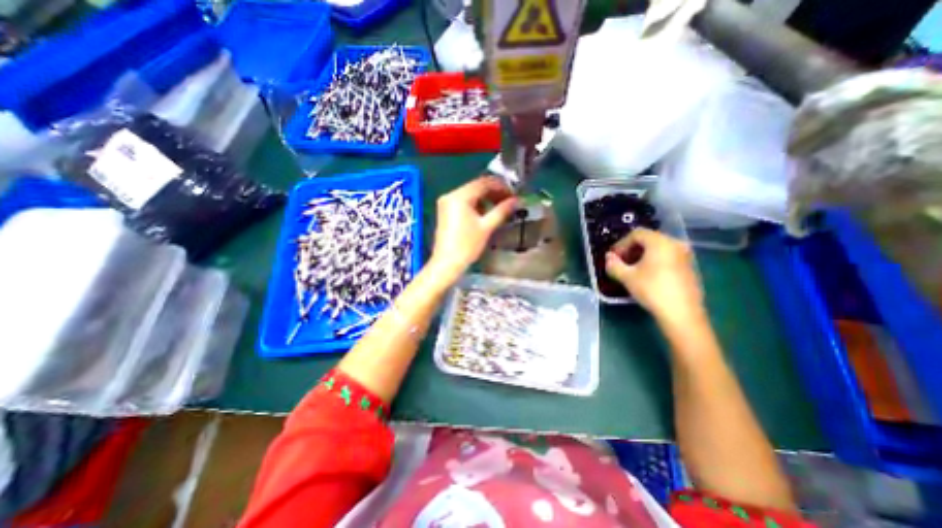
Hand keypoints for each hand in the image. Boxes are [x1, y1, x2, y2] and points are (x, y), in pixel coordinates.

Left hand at [427, 176, 513, 283]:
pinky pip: (464, 202)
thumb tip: (516, 200)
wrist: (447, 263)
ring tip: (500, 207)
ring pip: (470, 195)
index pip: (483, 183)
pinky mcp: (446, 212)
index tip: (513, 193)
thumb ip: (502, 211)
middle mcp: (450, 195)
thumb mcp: (486, 227)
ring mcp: (446, 203)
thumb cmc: (467, 246)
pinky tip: (486, 213)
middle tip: (509, 200)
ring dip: (486, 199)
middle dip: (493, 192)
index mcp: (459, 196)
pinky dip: (476, 205)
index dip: (500, 186)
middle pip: (476, 187)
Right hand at [608, 229, 702, 325]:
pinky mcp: (689, 268)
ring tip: (631, 270)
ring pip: (658, 249)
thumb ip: (614, 264)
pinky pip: (667, 257)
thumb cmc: (652, 290)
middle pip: (648, 240)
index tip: (613, 257)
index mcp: (660, 242)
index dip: (621, 244)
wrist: (682, 314)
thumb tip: (609, 257)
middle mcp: (675, 244)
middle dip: (631, 250)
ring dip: (642, 256)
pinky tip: (647, 276)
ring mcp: (685, 256)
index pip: (636, 234)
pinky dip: (654, 262)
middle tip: (620, 263)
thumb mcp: (627, 277)